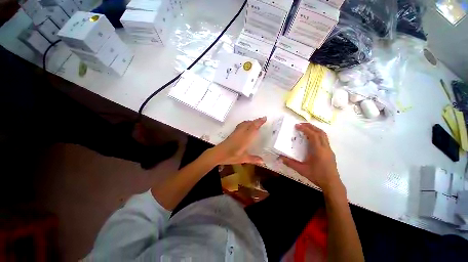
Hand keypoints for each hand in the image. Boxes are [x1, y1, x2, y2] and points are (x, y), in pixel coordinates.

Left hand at [208, 117, 266, 164]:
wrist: (218, 153)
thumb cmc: (230, 156)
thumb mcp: (242, 159)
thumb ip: (253, 159)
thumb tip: (263, 161)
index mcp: (245, 138)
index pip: (253, 128)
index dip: (259, 122)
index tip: (264, 118)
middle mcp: (241, 133)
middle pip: (249, 124)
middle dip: (256, 121)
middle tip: (262, 119)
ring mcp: (236, 132)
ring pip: (244, 123)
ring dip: (250, 121)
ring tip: (255, 122)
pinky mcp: (232, 133)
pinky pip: (240, 125)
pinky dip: (245, 123)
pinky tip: (246, 126)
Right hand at [279, 123, 343, 194]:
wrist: (332, 184)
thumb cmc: (317, 176)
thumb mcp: (302, 170)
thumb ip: (290, 163)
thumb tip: (280, 158)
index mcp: (319, 151)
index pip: (313, 135)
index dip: (305, 129)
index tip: (297, 125)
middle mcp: (325, 148)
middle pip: (320, 132)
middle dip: (311, 126)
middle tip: (301, 124)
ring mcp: (329, 150)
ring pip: (324, 135)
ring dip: (315, 130)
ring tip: (306, 129)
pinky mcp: (330, 152)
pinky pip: (324, 139)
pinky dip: (318, 135)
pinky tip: (312, 139)